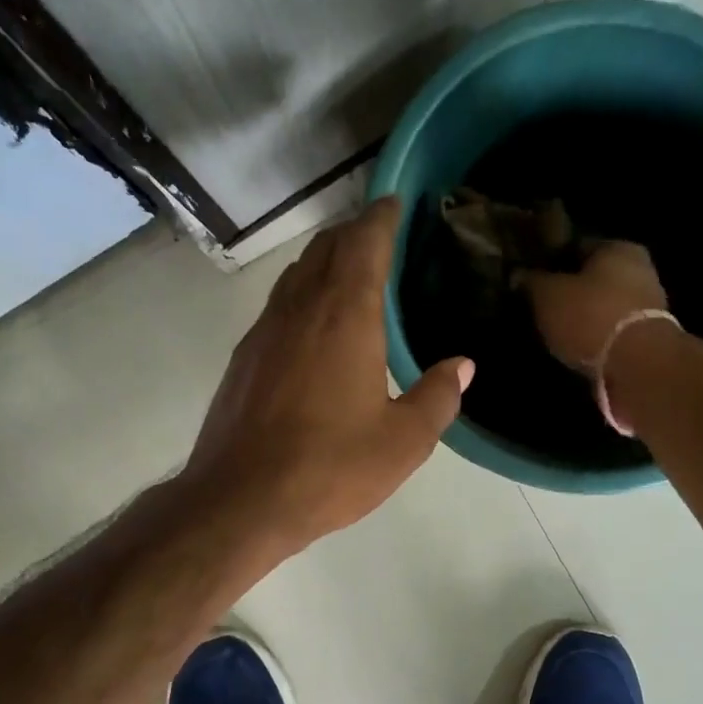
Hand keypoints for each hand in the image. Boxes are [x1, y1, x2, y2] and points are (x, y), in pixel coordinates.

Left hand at [184, 197, 473, 556]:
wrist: (240, 501)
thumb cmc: (330, 468)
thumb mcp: (403, 442)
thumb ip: (438, 397)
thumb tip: (462, 365)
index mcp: (345, 315)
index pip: (364, 241)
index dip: (382, 216)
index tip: (398, 203)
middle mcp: (300, 309)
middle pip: (326, 248)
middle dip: (355, 234)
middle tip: (383, 239)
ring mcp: (264, 332)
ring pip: (297, 275)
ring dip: (325, 263)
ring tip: (353, 277)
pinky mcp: (244, 359)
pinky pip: (279, 306)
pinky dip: (304, 297)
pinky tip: (316, 328)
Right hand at [521, 241, 667, 370]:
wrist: (637, 365)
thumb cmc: (590, 317)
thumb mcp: (548, 295)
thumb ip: (532, 282)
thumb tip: (518, 274)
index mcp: (617, 247)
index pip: (577, 246)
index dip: (552, 261)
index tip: (533, 278)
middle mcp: (639, 269)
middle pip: (594, 278)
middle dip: (570, 291)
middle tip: (542, 308)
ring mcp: (648, 305)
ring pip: (604, 306)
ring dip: (584, 317)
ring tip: (556, 332)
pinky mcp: (647, 338)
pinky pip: (612, 332)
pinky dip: (596, 338)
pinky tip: (577, 349)